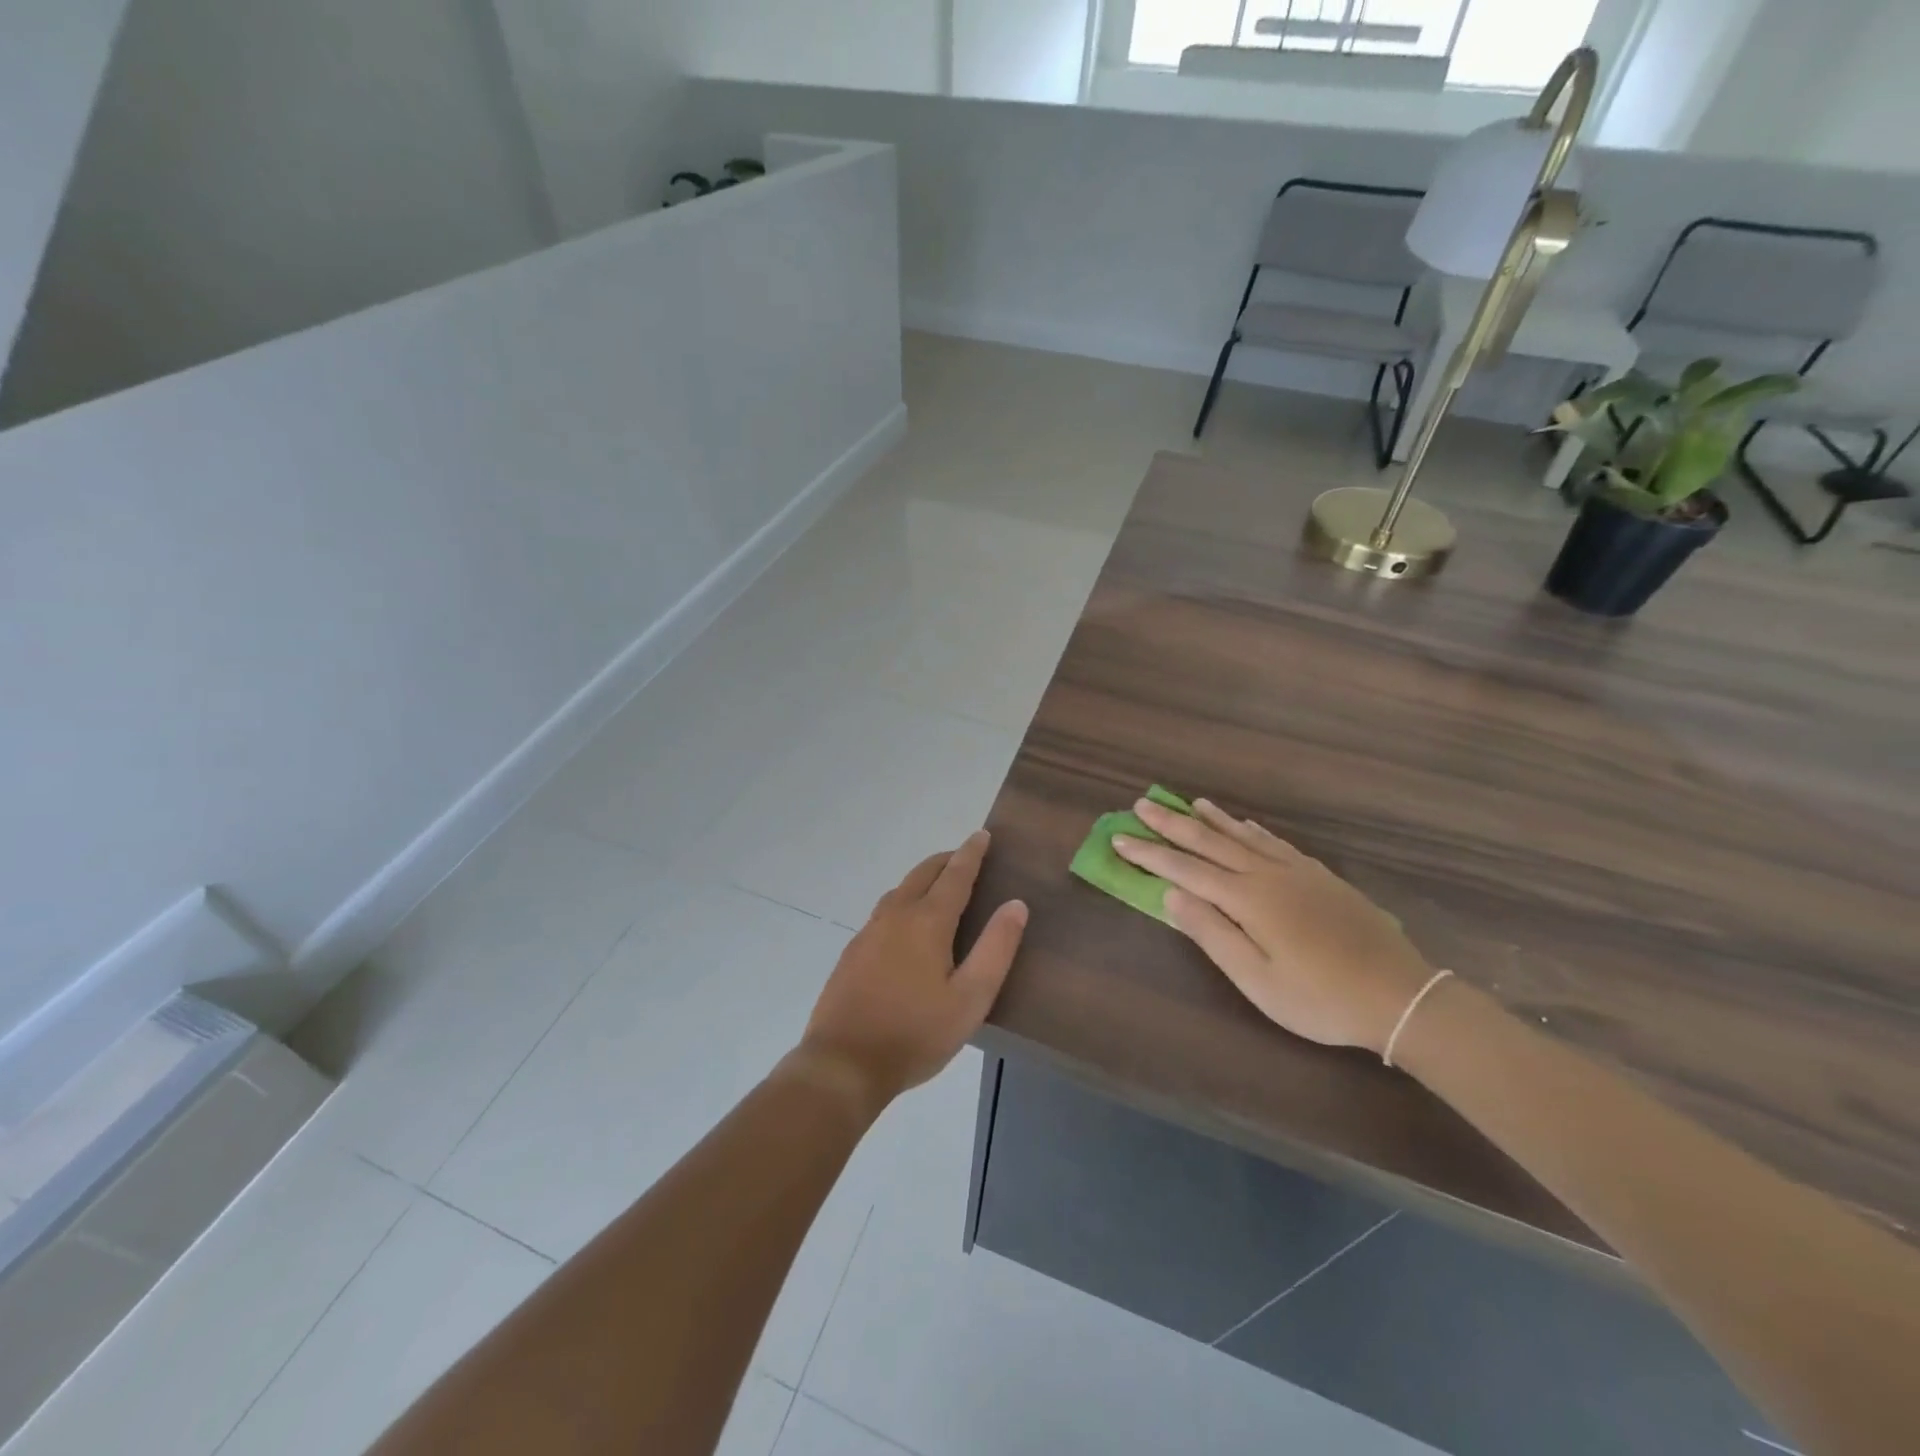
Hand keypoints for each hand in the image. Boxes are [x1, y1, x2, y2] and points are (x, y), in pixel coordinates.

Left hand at [793, 831, 1027, 1113]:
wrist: (843, 1063)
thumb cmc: (915, 1033)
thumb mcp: (970, 999)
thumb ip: (996, 949)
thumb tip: (1016, 904)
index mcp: (927, 921)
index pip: (955, 875)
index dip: (971, 853)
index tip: (982, 835)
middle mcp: (896, 915)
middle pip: (923, 874)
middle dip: (946, 860)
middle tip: (966, 857)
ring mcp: (869, 932)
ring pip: (900, 889)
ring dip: (923, 878)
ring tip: (940, 885)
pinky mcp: (853, 951)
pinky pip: (885, 910)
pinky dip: (904, 900)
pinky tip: (906, 924)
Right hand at [1113, 799, 1431, 1056]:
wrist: (1399, 996)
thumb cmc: (1319, 998)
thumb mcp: (1256, 980)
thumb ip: (1212, 933)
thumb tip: (1171, 895)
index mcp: (1247, 899)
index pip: (1185, 870)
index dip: (1150, 854)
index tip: (1120, 838)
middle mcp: (1267, 874)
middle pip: (1210, 842)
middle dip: (1172, 824)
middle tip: (1142, 804)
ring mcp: (1296, 872)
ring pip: (1243, 836)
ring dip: (1210, 819)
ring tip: (1188, 803)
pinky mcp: (1319, 876)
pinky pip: (1274, 841)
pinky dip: (1251, 829)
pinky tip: (1244, 824)